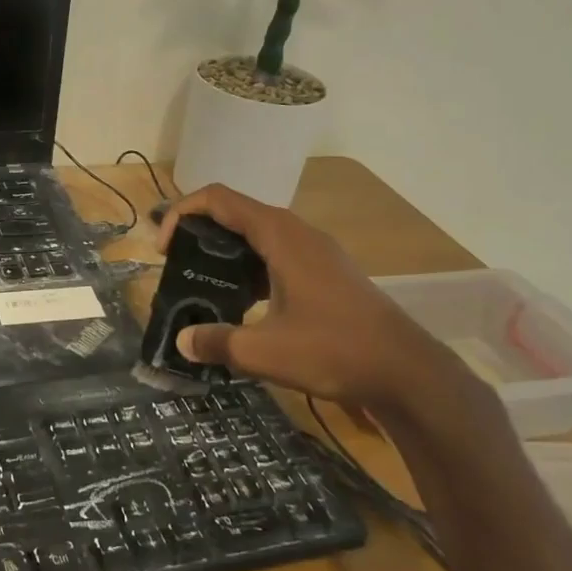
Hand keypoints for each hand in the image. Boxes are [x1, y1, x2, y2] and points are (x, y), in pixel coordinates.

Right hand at [157, 184, 454, 405]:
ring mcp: (315, 251)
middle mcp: (297, 232)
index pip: (218, 199)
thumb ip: (216, 342)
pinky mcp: (326, 271)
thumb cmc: (334, 350)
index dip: (182, 213)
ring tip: (203, 283)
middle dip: (199, 232)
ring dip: (225, 250)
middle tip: (176, 265)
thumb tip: (182, 341)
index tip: (164, 250)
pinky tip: (242, 302)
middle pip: (236, 212)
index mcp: (279, 235)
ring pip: (258, 234)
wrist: (407, 371)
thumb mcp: (264, 352)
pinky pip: (276, 253)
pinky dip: (250, 266)